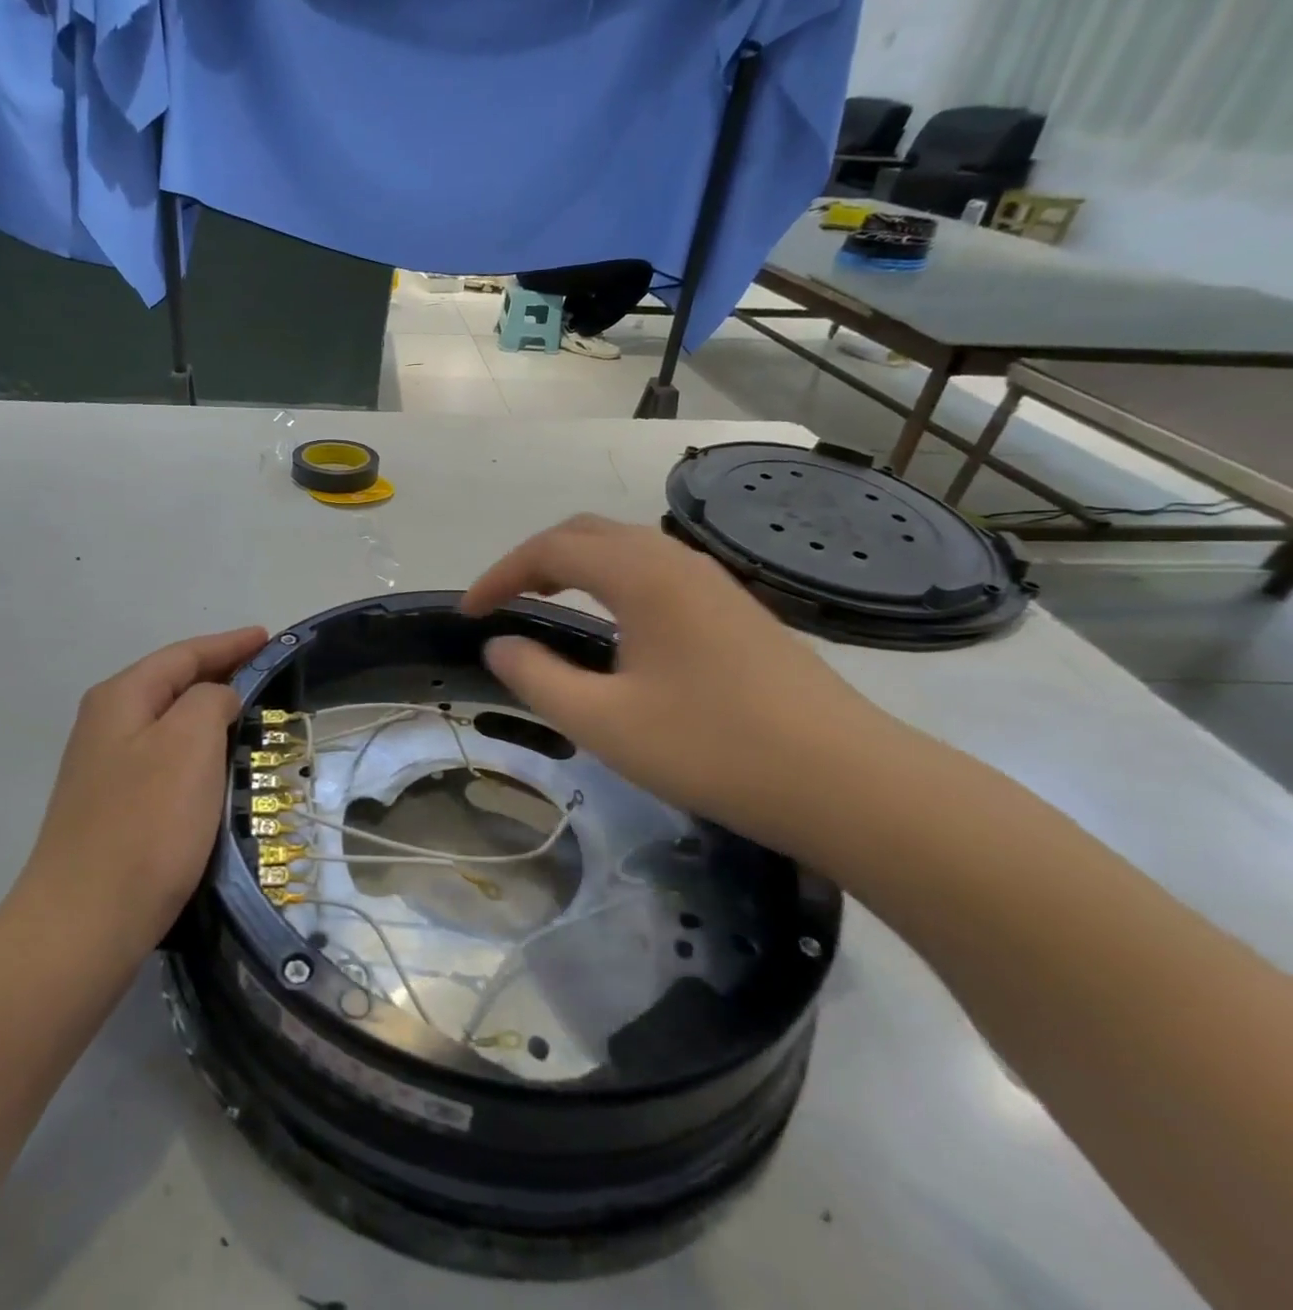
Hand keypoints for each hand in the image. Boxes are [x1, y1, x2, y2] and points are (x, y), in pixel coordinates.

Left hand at [8, 626, 267, 965]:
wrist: (85, 923)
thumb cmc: (146, 824)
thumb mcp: (189, 742)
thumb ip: (210, 700)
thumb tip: (217, 699)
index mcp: (121, 698)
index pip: (183, 654)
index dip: (229, 643)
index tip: (268, 637)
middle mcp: (106, 724)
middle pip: (172, 683)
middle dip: (220, 674)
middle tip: (268, 674)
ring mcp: (105, 769)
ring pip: (169, 724)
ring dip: (209, 715)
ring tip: (252, 715)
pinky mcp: (114, 808)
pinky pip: (165, 760)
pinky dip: (198, 751)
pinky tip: (218, 767)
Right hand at [462, 515, 899, 859]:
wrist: (848, 782)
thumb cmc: (713, 748)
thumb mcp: (603, 722)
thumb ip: (537, 678)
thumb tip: (500, 645)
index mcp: (642, 575)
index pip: (550, 550)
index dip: (499, 575)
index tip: (468, 613)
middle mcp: (677, 561)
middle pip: (587, 534)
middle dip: (533, 560)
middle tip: (501, 602)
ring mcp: (713, 582)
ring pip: (625, 549)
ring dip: (574, 566)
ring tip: (544, 604)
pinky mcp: (735, 609)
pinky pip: (654, 572)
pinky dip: (610, 582)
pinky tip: (611, 626)